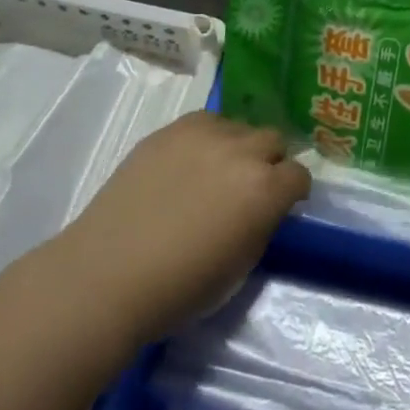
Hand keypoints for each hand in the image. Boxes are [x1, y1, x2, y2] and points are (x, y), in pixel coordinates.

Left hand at [55, 113, 309, 346]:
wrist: (109, 273)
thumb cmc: (180, 287)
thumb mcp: (241, 267)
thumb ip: (261, 225)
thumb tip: (263, 208)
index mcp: (266, 189)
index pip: (299, 175)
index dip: (292, 193)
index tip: (280, 206)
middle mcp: (242, 151)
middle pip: (273, 141)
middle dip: (269, 163)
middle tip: (248, 189)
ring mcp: (205, 134)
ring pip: (239, 127)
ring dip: (238, 147)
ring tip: (215, 173)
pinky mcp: (171, 128)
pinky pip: (206, 122)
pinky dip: (207, 138)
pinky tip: (188, 163)